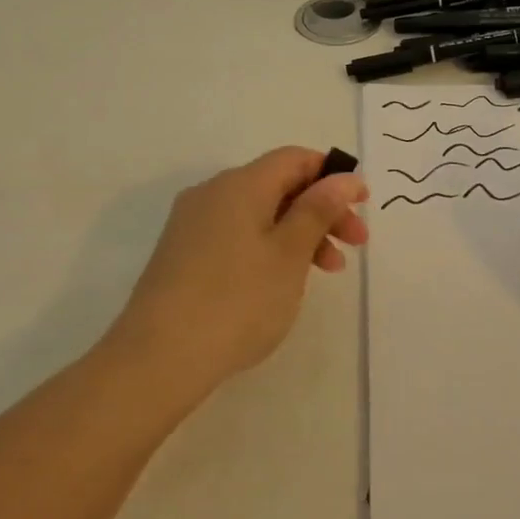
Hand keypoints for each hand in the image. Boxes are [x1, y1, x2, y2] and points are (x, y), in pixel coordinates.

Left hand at [104, 148, 367, 403]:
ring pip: (260, 213)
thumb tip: (343, 177)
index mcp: (240, 184)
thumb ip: (318, 209)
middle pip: (279, 185)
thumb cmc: (237, 300)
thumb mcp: (290, 253)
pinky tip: (283, 280)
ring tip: (327, 271)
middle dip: (322, 209)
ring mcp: (192, 225)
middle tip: (356, 244)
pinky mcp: (182, 255)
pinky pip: (237, 235)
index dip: (332, 175)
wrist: (156, 360)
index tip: (362, 205)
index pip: (294, 159)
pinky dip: (270, 247)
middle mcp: (212, 193)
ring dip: (299, 232)